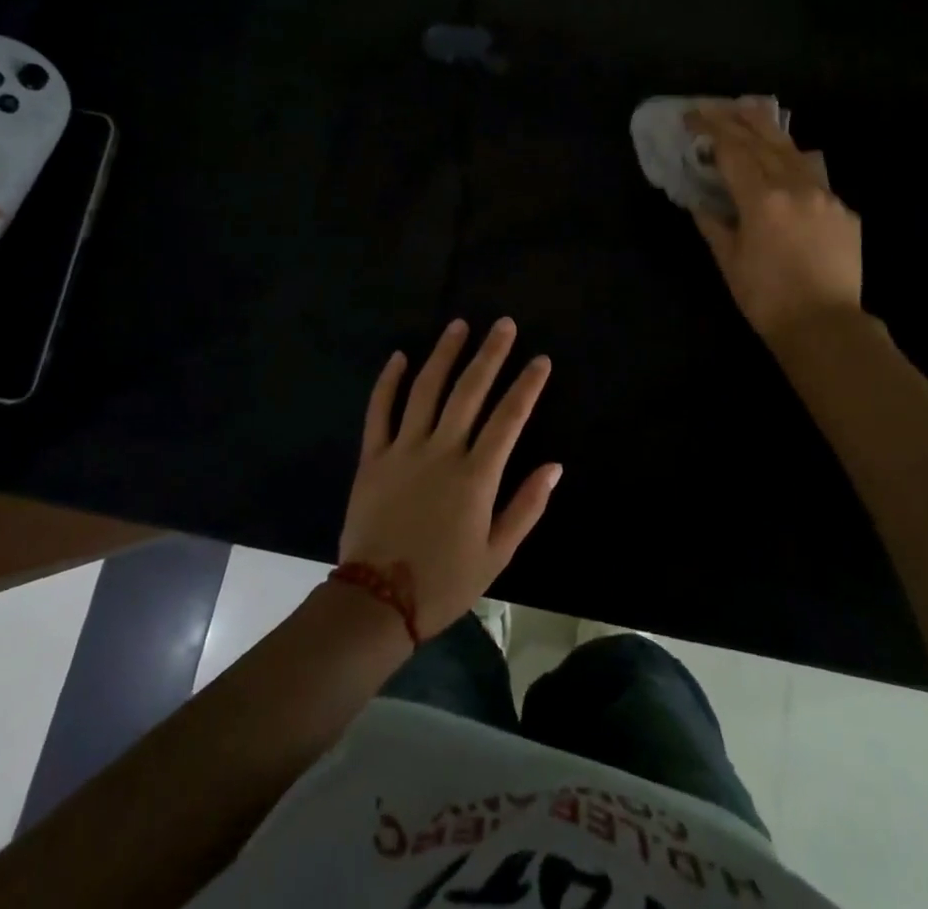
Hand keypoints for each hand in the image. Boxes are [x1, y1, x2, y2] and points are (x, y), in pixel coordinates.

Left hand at [339, 319, 560, 638]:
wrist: (376, 603)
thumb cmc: (444, 582)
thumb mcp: (496, 554)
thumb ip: (526, 507)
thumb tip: (554, 466)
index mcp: (476, 476)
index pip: (509, 418)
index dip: (527, 386)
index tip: (541, 359)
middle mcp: (441, 451)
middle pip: (469, 391)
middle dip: (490, 354)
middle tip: (503, 324)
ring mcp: (403, 450)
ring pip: (426, 390)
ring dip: (444, 354)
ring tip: (459, 325)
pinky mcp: (372, 457)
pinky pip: (379, 411)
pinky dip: (388, 381)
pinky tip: (400, 356)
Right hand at [687, 101, 863, 341]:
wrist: (826, 326)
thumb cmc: (767, 298)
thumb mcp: (729, 261)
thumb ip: (712, 224)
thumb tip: (699, 201)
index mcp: (762, 199)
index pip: (732, 150)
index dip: (710, 129)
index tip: (691, 116)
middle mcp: (796, 187)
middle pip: (763, 140)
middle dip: (736, 118)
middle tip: (716, 104)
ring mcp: (826, 196)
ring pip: (794, 151)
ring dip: (768, 130)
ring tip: (752, 110)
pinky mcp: (845, 211)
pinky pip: (816, 177)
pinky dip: (795, 162)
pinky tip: (788, 161)